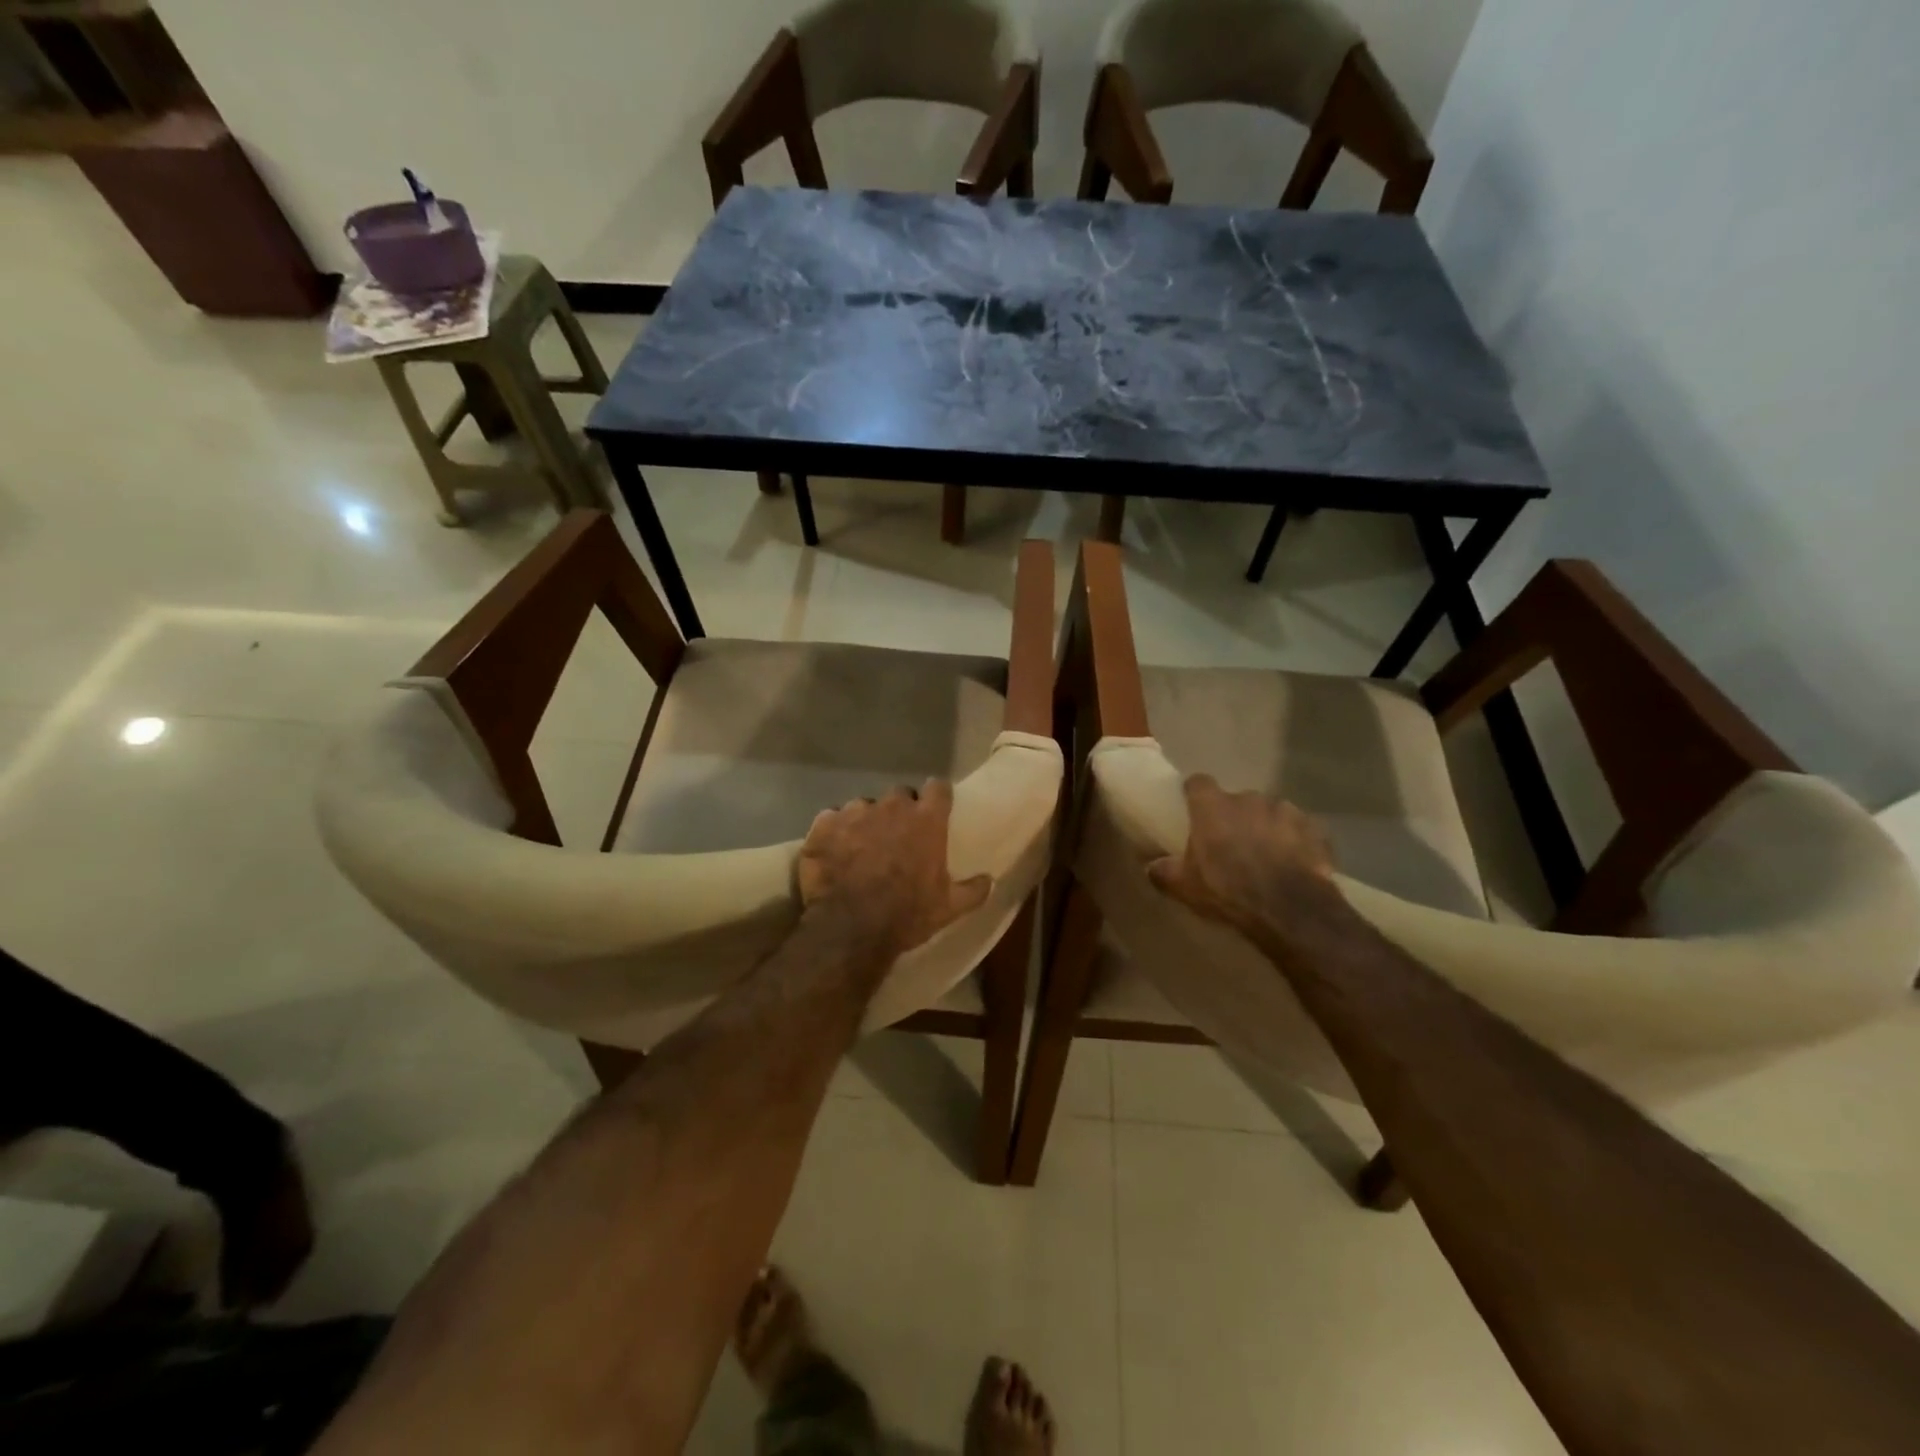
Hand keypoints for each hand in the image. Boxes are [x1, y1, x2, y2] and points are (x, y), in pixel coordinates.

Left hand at [798, 781, 991, 959]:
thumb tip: (990, 881)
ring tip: (860, 847)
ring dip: (865, 821)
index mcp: (926, 820)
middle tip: (897, 835)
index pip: (938, 789)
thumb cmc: (906, 914)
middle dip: (899, 810)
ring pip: (863, 806)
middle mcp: (892, 807)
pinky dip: (833, 832)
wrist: (849, 927)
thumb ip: (972, 891)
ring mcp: (854, 812)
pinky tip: (832, 853)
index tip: (935, 807)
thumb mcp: (948, 909)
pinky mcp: (824, 824)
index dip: (937, 796)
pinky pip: (831, 819)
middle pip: (900, 794)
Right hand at [1147, 775, 1338, 939]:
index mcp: (1213, 807)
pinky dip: (1296, 841)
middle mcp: (1248, 799)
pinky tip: (1295, 863)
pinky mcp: (1314, 829)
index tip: (1194, 807)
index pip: (1198, 783)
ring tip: (1267, 853)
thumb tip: (1151, 867)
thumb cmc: (1227, 890)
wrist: (1289, 909)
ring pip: (1271, 812)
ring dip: (1267, 826)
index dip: (1196, 794)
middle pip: (1237, 800)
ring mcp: (1285, 811)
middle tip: (1232, 842)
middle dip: (1235, 815)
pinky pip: (1301, 830)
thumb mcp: (1185, 887)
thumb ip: (1164, 872)